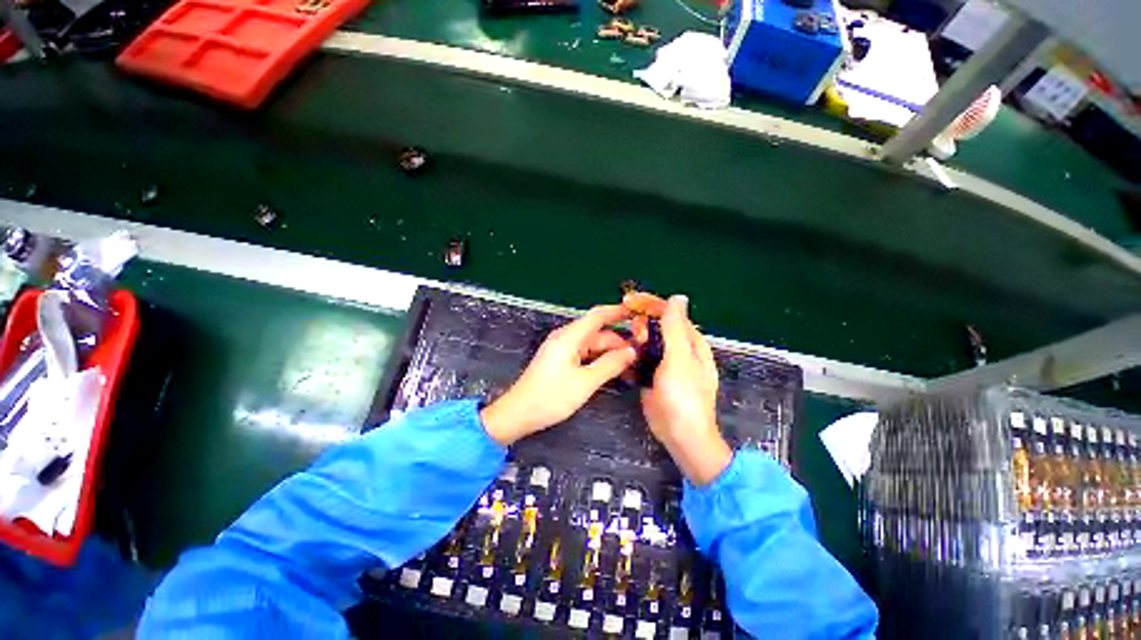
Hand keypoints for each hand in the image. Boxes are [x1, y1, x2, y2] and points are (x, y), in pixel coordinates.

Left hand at [481, 305, 636, 445]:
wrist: (518, 413)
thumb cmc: (551, 397)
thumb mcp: (585, 382)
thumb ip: (610, 364)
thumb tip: (632, 351)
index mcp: (570, 336)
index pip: (598, 315)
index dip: (618, 311)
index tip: (639, 312)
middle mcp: (566, 338)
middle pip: (598, 333)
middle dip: (619, 342)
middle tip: (642, 355)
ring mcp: (563, 349)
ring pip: (593, 345)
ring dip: (611, 353)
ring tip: (632, 366)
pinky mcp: (561, 360)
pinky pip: (585, 354)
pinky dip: (599, 360)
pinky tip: (613, 370)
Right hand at [641, 295, 731, 485]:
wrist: (680, 435)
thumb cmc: (684, 396)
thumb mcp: (680, 358)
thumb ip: (675, 327)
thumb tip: (678, 298)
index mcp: (690, 341)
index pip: (670, 312)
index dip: (649, 304)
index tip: (627, 302)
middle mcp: (678, 348)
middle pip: (656, 325)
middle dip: (642, 325)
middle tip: (635, 338)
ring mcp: (664, 362)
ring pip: (645, 341)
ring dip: (635, 341)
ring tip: (631, 352)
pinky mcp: (652, 375)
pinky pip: (639, 357)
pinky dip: (631, 356)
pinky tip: (625, 362)